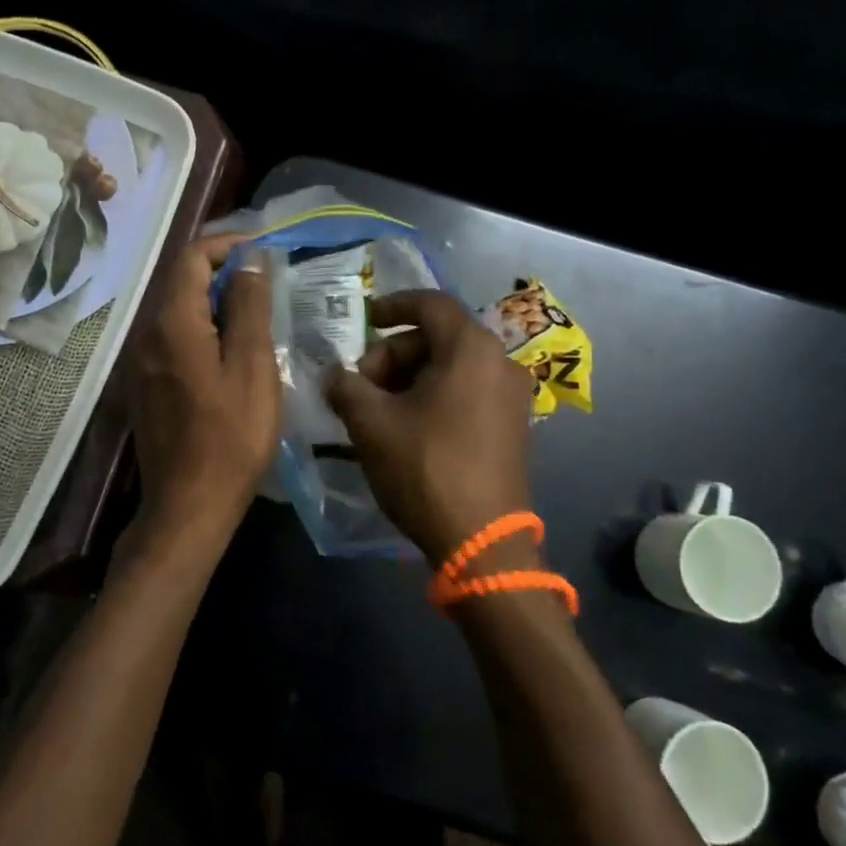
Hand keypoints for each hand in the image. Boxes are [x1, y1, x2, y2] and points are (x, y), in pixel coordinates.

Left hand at [126, 234, 279, 564]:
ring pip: (178, 310)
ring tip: (257, 316)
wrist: (188, 505)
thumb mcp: (252, 366)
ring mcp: (141, 361)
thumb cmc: (231, 436)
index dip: (227, 246)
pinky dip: (203, 329)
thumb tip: (250, 260)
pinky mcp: (146, 384)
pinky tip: (232, 352)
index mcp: (171, 322)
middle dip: (223, 272)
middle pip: (181, 281)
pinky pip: (174, 338)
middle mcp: (147, 333)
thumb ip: (250, 306)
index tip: (264, 253)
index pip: (191, 257)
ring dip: (215, 302)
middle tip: (267, 284)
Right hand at [325, 290, 532, 563]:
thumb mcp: (371, 423)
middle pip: (437, 337)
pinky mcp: (511, 426)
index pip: (430, 303)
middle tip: (360, 386)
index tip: (364, 321)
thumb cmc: (426, 468)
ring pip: (450, 367)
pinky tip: (405, 428)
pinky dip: (432, 396)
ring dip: (408, 379)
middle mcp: (500, 362)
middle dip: (392, 355)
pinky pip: (466, 392)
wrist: (482, 542)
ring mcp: (511, 396)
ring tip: (376, 412)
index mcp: (472, 349)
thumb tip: (333, 374)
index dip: (392, 306)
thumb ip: (346, 386)